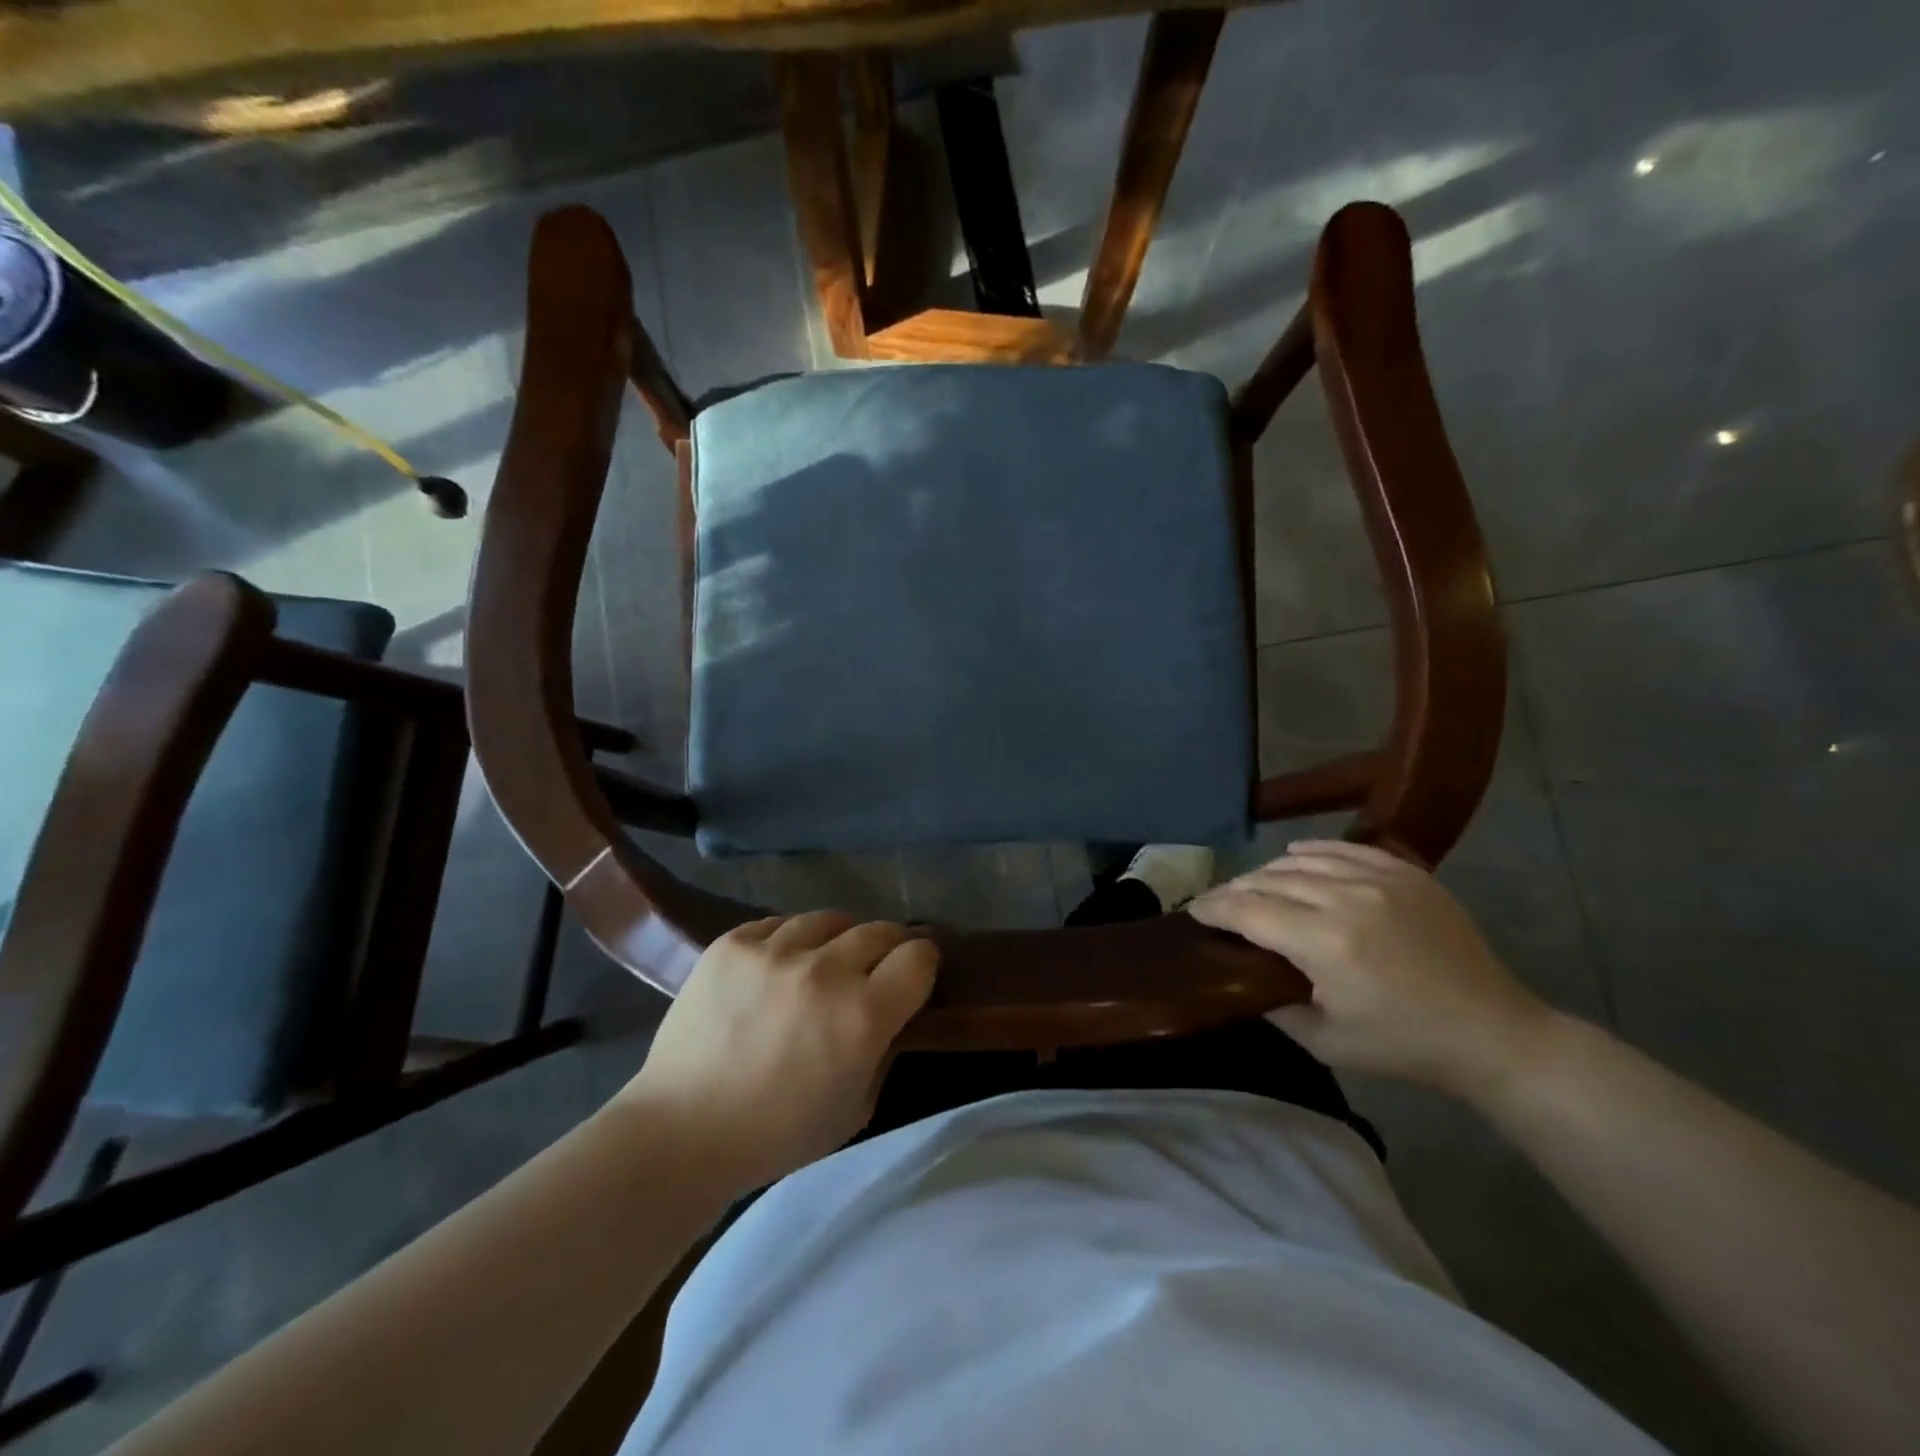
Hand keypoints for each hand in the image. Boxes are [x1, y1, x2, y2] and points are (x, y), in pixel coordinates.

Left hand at [619, 913, 938, 1192]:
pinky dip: (791, 941)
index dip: (923, 966)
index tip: (914, 977)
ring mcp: (775, 950)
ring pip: (831, 919)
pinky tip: (780, 966)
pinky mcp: (734, 942)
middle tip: (875, 969)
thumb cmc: (778, 1134)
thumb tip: (894, 1011)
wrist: (682, 1130)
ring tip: (825, 962)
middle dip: (889, 947)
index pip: (919, 957)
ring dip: (839, 940)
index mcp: (862, 1016)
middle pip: (881, 929)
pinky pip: (781, 923)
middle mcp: (825, 972)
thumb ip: (885, 1049)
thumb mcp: (858, 1107)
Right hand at [1188, 840, 1549, 1097]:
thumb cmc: (1403, 1046)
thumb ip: (1273, 1004)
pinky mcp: (1406, 872)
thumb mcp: (1325, 1042)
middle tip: (1217, 904)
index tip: (1193, 912)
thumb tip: (1240, 975)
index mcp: (1324, 942)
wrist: (1492, 1033)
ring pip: (1300, 861)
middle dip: (1233, 891)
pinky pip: (1343, 849)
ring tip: (1252, 887)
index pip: (1247, 910)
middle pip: (1267, 880)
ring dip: (1266, 873)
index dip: (1213, 908)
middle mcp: (1346, 898)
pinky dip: (1310, 852)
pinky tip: (1294, 858)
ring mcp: (1380, 879)